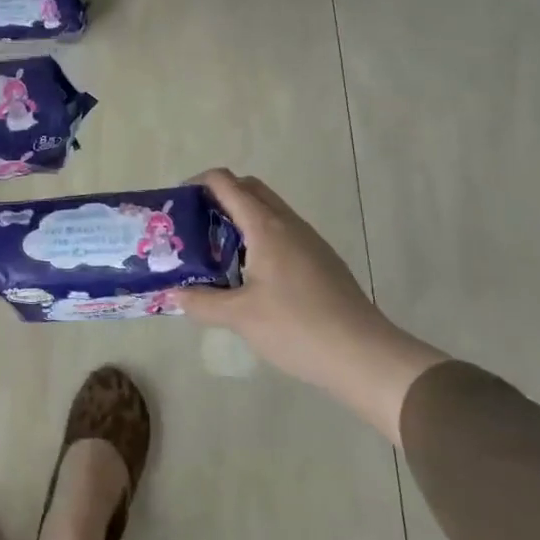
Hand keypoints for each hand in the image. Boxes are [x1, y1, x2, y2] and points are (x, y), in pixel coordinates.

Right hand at [174, 169, 445, 444]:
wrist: (364, 355)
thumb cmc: (297, 328)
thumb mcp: (240, 317)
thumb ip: (203, 302)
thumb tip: (175, 294)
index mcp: (266, 227)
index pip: (226, 183)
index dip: (198, 183)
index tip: (178, 203)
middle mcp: (288, 224)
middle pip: (250, 189)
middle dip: (219, 197)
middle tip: (194, 225)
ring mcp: (309, 241)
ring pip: (269, 212)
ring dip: (240, 219)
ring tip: (215, 252)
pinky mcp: (321, 261)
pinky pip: (282, 234)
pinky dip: (259, 238)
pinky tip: (249, 276)